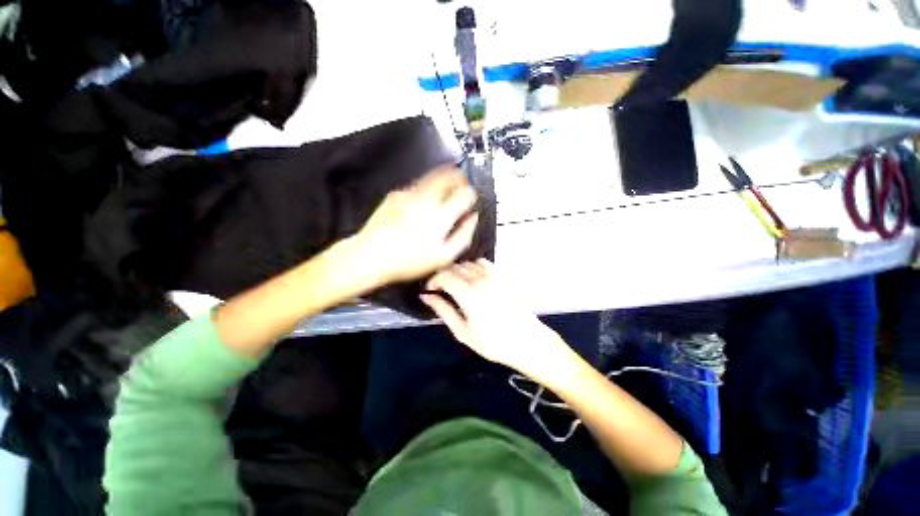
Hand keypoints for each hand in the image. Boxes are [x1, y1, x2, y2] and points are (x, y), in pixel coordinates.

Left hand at [352, 166, 478, 285]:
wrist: (371, 255)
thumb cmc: (408, 260)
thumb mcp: (444, 256)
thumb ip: (464, 235)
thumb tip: (472, 219)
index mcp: (441, 215)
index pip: (465, 193)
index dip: (471, 194)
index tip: (470, 199)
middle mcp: (427, 200)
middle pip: (449, 176)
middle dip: (459, 178)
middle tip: (461, 185)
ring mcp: (410, 194)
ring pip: (433, 177)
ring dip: (443, 181)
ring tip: (444, 193)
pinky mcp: (396, 194)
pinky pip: (417, 186)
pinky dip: (425, 189)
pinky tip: (422, 204)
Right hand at [421, 259, 567, 378]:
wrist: (527, 341)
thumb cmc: (493, 342)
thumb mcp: (463, 331)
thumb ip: (443, 311)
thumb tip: (426, 297)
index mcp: (468, 294)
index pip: (444, 276)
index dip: (433, 280)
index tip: (430, 289)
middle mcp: (480, 279)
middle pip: (455, 267)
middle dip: (444, 276)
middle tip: (441, 290)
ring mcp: (493, 276)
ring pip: (468, 264)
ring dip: (458, 271)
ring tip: (457, 286)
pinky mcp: (502, 276)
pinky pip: (483, 263)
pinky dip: (474, 267)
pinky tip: (474, 280)